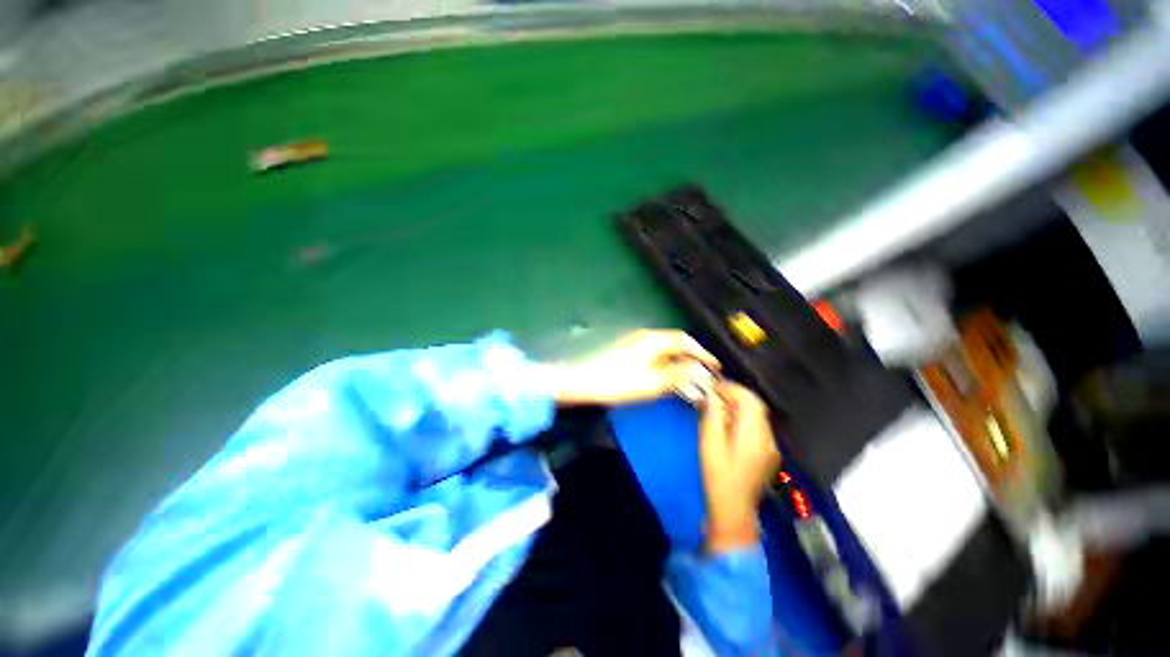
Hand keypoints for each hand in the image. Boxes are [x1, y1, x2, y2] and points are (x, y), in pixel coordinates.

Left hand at [553, 329, 719, 405]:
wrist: (580, 382)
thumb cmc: (616, 382)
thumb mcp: (651, 383)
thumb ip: (677, 374)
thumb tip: (699, 369)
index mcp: (653, 340)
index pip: (685, 341)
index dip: (703, 353)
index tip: (715, 367)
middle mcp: (645, 337)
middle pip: (676, 344)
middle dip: (693, 359)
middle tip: (706, 376)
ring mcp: (634, 344)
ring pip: (666, 351)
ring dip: (680, 364)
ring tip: (691, 381)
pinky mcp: (626, 354)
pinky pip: (655, 357)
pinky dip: (667, 366)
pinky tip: (668, 381)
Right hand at [700, 383, 781, 552]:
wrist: (734, 511)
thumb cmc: (718, 480)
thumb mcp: (709, 447)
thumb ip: (713, 417)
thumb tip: (713, 397)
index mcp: (755, 433)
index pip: (749, 399)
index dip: (732, 389)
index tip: (714, 387)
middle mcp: (768, 436)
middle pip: (756, 407)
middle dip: (737, 398)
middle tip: (714, 399)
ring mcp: (772, 447)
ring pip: (758, 418)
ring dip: (741, 411)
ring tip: (719, 413)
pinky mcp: (769, 455)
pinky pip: (759, 431)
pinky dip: (746, 424)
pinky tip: (731, 431)